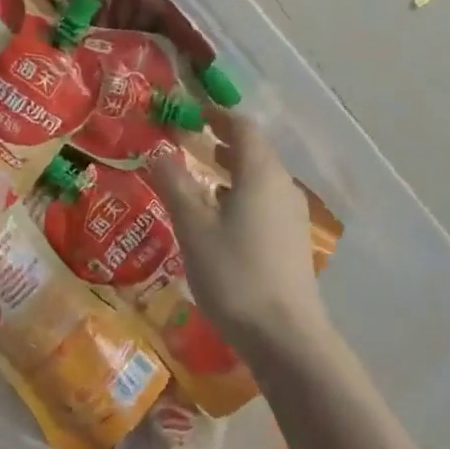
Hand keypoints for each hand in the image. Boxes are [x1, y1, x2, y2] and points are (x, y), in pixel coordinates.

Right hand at [147, 110, 331, 355]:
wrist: (286, 335)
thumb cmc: (234, 274)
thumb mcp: (194, 227)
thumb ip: (174, 184)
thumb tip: (157, 150)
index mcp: (260, 173)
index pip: (242, 127)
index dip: (217, 115)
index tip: (191, 112)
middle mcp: (282, 186)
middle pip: (254, 151)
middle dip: (223, 142)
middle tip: (190, 141)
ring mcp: (292, 215)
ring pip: (260, 179)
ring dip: (231, 170)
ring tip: (201, 176)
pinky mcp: (292, 241)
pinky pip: (265, 202)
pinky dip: (241, 195)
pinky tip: (221, 218)